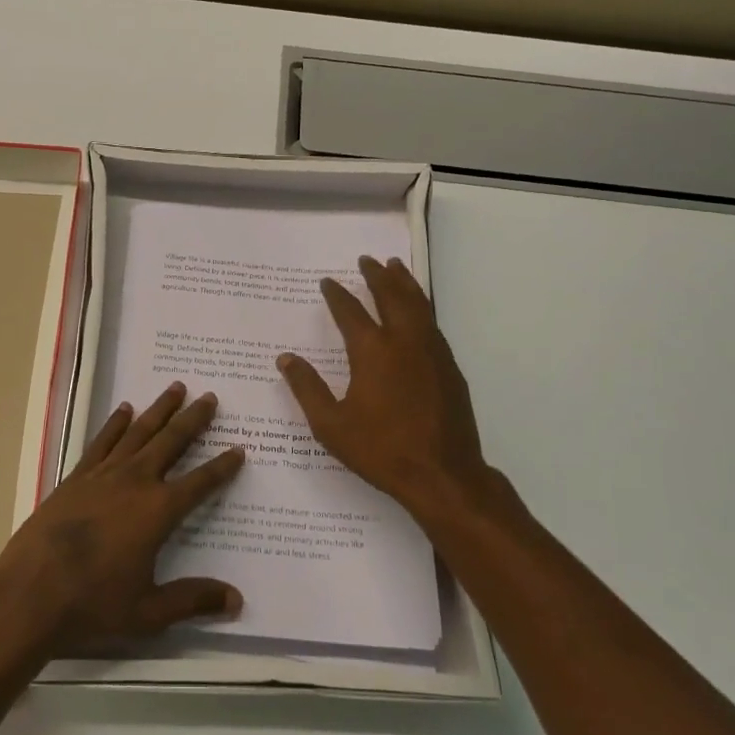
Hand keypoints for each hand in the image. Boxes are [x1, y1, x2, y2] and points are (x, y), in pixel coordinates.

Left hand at [0, 383, 244, 652]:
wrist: (29, 594)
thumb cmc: (93, 605)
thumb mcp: (149, 612)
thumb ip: (193, 601)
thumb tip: (237, 600)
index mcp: (158, 512)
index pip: (200, 483)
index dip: (222, 467)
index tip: (238, 449)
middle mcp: (135, 482)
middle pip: (171, 442)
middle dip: (193, 419)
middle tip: (210, 397)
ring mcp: (103, 475)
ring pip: (139, 432)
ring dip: (160, 409)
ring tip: (176, 388)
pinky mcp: (76, 477)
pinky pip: (102, 441)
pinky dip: (115, 423)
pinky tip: (125, 410)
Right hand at [277, 256, 516, 527]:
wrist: (443, 475)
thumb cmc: (381, 450)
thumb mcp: (331, 425)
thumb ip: (307, 388)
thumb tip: (285, 359)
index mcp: (372, 351)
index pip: (350, 312)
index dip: (337, 295)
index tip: (327, 282)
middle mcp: (404, 341)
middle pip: (390, 296)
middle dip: (377, 276)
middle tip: (367, 260)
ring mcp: (431, 352)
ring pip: (417, 304)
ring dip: (404, 283)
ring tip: (396, 266)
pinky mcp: (449, 366)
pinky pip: (432, 323)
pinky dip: (421, 306)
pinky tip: (418, 310)